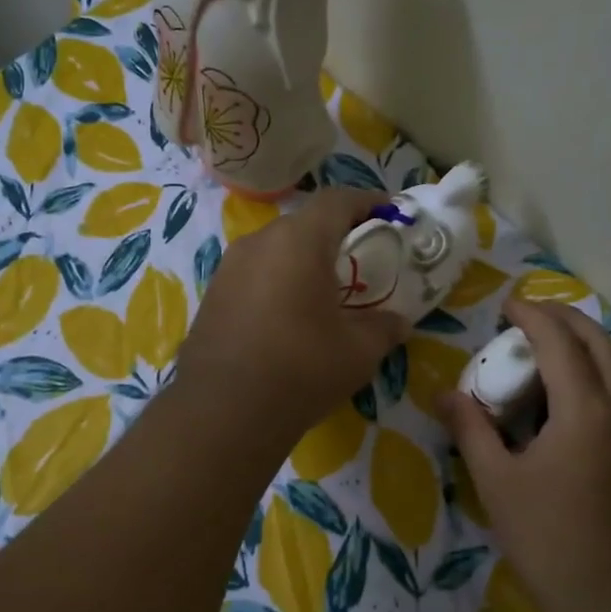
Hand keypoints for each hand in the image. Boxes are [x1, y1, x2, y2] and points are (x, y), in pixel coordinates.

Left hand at [178, 188, 409, 446]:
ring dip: (303, 262)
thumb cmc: (301, 369)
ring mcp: (229, 268)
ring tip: (326, 292)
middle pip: (304, 224)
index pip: (337, 200)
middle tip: (361, 261)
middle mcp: (259, 242)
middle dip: (336, 235)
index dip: (368, 201)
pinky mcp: (212, 296)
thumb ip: (384, 327)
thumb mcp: (358, 351)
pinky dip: (278, 283)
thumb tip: (398, 322)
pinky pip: (255, 275)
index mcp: (299, 241)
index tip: (390, 215)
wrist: (222, 411)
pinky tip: (289, 318)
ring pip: (276, 250)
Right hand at [437, 299, 610, 609]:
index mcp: (584, 410)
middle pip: (602, 342)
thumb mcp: (497, 481)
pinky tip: (561, 397)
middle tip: (529, 316)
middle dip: (567, 319)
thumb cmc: (548, 538)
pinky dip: (593, 373)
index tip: (506, 304)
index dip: (532, 316)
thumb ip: (471, 430)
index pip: (560, 343)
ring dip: (584, 344)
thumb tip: (445, 395)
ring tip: (545, 348)